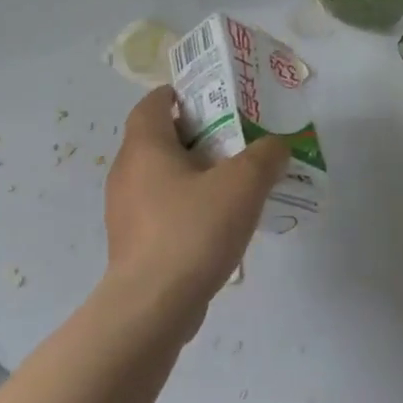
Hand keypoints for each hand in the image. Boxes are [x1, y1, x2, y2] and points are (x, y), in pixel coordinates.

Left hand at [102, 86, 288, 328]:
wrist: (152, 307)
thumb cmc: (193, 230)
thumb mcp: (243, 184)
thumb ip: (266, 156)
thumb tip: (276, 146)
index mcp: (145, 148)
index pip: (153, 105)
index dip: (178, 95)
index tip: (211, 97)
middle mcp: (127, 173)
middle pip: (159, 139)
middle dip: (196, 135)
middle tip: (236, 138)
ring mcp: (126, 212)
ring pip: (161, 177)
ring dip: (194, 173)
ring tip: (233, 182)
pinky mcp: (133, 244)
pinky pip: (162, 209)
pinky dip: (187, 205)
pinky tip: (218, 223)